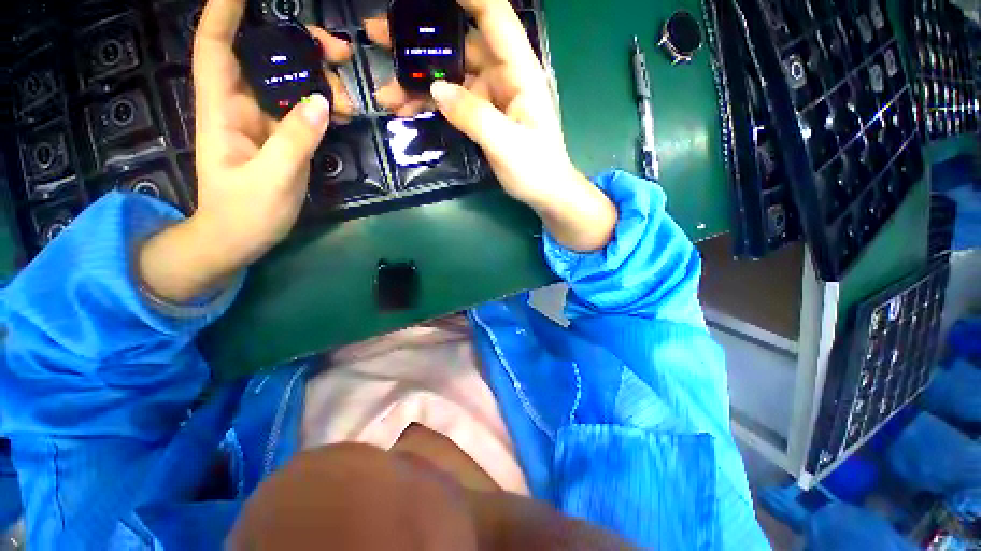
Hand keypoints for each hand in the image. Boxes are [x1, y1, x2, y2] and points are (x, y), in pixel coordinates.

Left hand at [138, 0, 353, 301]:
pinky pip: (302, 112)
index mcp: (222, 110)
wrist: (239, 238)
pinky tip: (343, 112)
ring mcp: (263, 123)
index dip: (225, 12)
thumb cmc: (245, 212)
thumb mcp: (272, 178)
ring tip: (349, 91)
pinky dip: (323, 107)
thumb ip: (296, 140)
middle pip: (263, 59)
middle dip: (296, 45)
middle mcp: (240, 107)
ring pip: (288, 85)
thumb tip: (322, 101)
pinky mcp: (281, 139)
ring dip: (318, 79)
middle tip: (338, 51)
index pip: (215, 47)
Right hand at [366, 0, 616, 250]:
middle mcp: (504, 76)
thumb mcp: (506, 144)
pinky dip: (431, 105)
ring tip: (386, 93)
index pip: (494, 16)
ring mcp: (492, 97)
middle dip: (421, 40)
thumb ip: (473, 116)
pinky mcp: (483, 116)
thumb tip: (436, 90)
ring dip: (419, 81)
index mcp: (520, 72)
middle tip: (380, 35)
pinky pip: (453, 102)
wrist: (545, 193)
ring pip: (451, 76)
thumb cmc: (536, 168)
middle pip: (461, 44)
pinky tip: (408, 111)